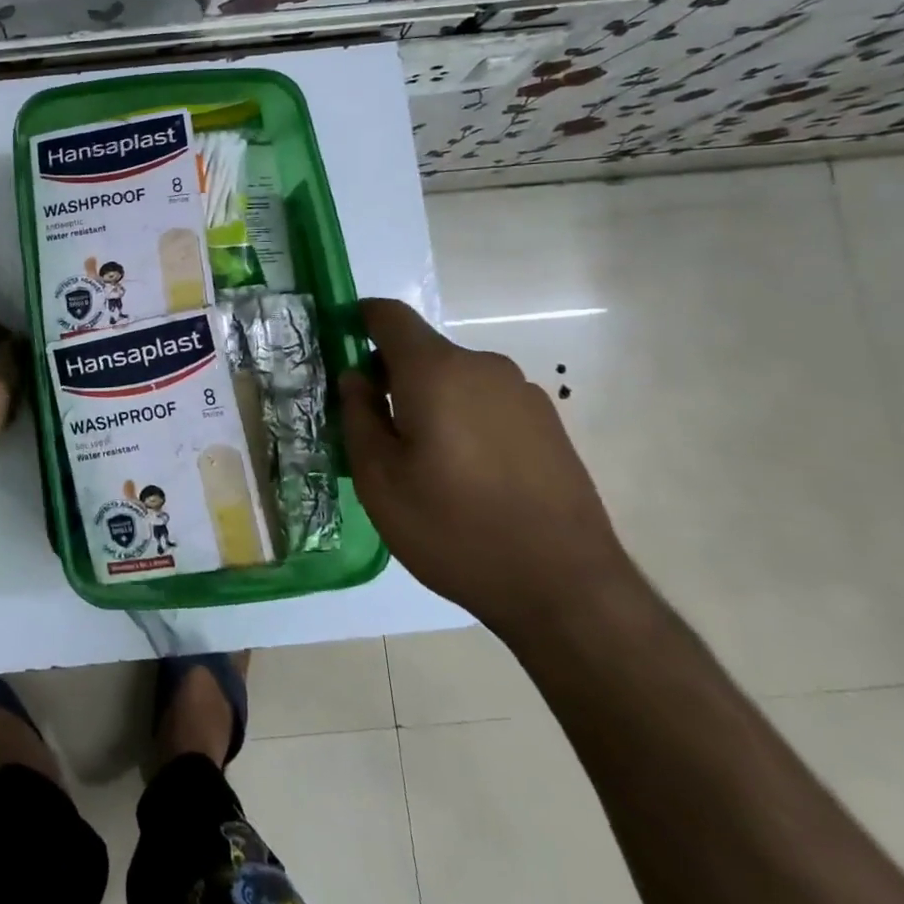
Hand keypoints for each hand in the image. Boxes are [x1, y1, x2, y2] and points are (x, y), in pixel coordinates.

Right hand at [338, 298, 635, 641]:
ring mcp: (523, 394)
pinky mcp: (548, 424)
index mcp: (436, 371)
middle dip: (390, 375)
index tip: (338, 347)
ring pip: (455, 379)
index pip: (389, 315)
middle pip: (422, 350)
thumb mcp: (379, 480)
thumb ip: (358, 416)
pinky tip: (464, 475)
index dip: (358, 319)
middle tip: (372, 428)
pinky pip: (486, 403)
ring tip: (420, 461)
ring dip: (427, 400)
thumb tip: (356, 377)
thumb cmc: (453, 529)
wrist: (565, 588)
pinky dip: (462, 419)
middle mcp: (483, 367)